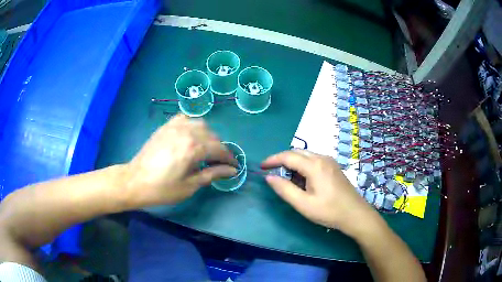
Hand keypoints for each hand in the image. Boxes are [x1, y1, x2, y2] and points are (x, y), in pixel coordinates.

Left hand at [124, 114, 236, 205]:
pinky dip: (193, 125)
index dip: (229, 158)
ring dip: (208, 136)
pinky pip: (185, 118)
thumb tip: (232, 171)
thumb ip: (212, 174)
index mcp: (194, 148)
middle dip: (220, 149)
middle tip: (220, 162)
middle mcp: (187, 132)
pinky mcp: (166, 126)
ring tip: (206, 148)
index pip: (220, 149)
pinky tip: (191, 134)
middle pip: (212, 136)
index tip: (234, 167)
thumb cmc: (163, 188)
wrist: (136, 181)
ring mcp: (175, 126)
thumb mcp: (190, 185)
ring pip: (201, 124)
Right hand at [261, 150, 378, 237]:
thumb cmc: (329, 211)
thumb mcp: (303, 204)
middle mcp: (322, 158)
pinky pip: (314, 160)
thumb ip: (285, 189)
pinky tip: (303, 180)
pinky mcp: (334, 167)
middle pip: (297, 152)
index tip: (261, 167)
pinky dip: (303, 166)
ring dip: (293, 163)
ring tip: (287, 179)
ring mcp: (330, 161)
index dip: (272, 160)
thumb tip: (269, 177)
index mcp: (314, 165)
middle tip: (272, 173)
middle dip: (282, 160)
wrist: (355, 214)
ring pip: (306, 155)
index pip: (288, 156)